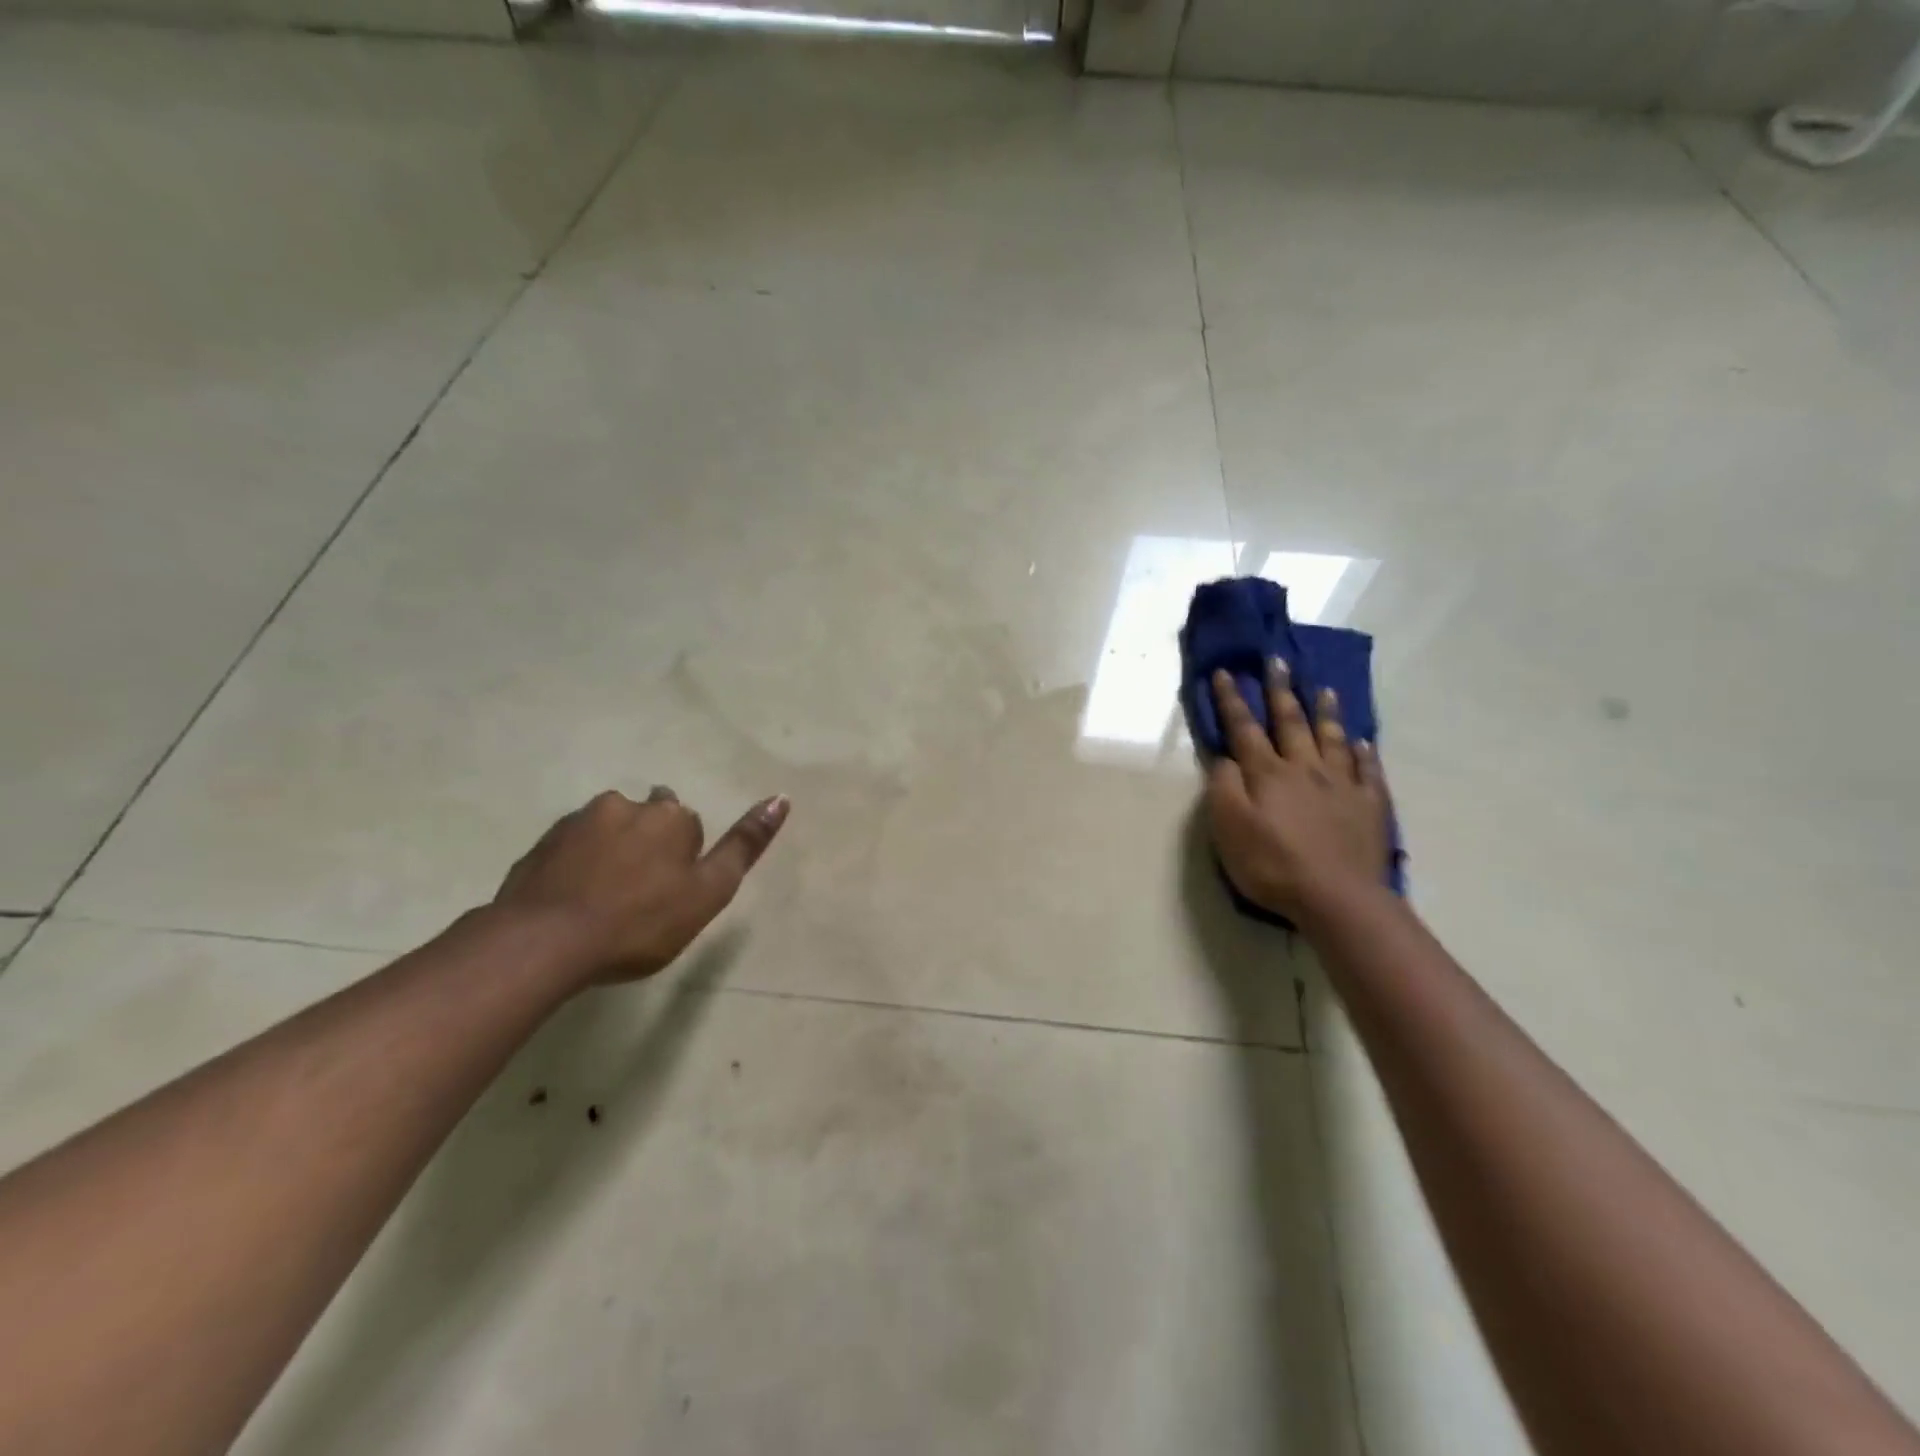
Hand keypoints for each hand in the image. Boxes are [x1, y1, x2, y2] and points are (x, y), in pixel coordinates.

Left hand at [493, 786, 788, 983]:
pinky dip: (576, 866)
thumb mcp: (708, 892)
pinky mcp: (541, 844)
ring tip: (602, 902)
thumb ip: (745, 845)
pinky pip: (570, 849)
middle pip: (647, 820)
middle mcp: (625, 805)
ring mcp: (578, 821)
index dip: (684, 861)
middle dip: (647, 845)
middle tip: (638, 897)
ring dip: (610, 853)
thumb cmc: (639, 923)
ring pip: (607, 830)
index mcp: (670, 816)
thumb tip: (782, 798)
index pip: (689, 826)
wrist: (543, 943)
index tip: (671, 895)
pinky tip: (572, 902)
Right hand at [1204, 661, 1391, 924]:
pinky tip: (1361, 741)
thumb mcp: (1228, 828)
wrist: (1337, 897)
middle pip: (1290, 721)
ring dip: (1325, 711)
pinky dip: (1362, 752)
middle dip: (1280, 690)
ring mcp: (1341, 785)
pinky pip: (1367, 770)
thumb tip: (1225, 758)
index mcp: (1267, 773)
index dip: (1232, 700)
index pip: (1244, 729)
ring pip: (1331, 738)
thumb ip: (1223, 788)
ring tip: (1323, 688)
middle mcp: (1304, 768)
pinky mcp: (1369, 805)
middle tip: (1277, 660)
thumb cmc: (1272, 864)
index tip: (1224, 672)